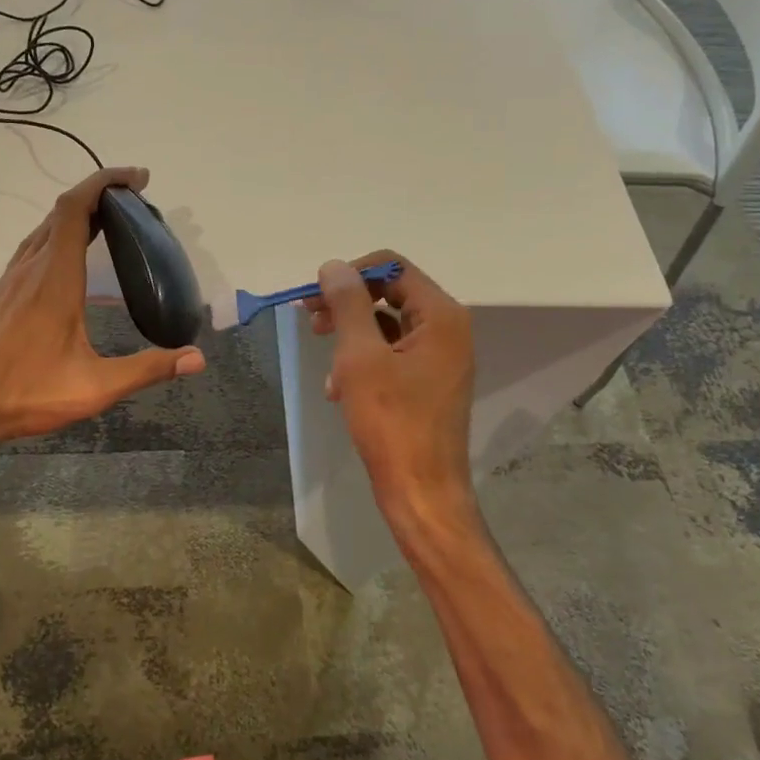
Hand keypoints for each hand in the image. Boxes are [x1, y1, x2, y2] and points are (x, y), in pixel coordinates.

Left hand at [0, 167, 205, 451]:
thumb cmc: (26, 394)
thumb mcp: (95, 387)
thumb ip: (147, 369)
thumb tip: (197, 358)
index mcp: (54, 278)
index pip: (75, 208)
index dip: (105, 182)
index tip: (137, 178)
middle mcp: (30, 268)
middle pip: (61, 212)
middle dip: (99, 194)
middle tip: (136, 200)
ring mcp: (10, 280)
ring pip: (44, 229)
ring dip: (77, 215)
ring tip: (111, 223)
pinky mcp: (0, 294)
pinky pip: (33, 248)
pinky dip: (59, 236)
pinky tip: (72, 261)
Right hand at [308, 252, 479, 542]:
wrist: (422, 493)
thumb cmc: (392, 423)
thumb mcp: (360, 358)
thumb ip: (347, 305)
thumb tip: (334, 266)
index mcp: (441, 315)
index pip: (392, 266)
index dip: (351, 274)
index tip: (314, 297)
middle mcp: (447, 329)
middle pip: (390, 293)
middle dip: (347, 305)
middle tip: (311, 321)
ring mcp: (440, 357)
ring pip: (387, 326)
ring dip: (351, 337)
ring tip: (326, 365)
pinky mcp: (429, 382)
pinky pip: (392, 355)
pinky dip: (363, 363)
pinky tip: (338, 390)